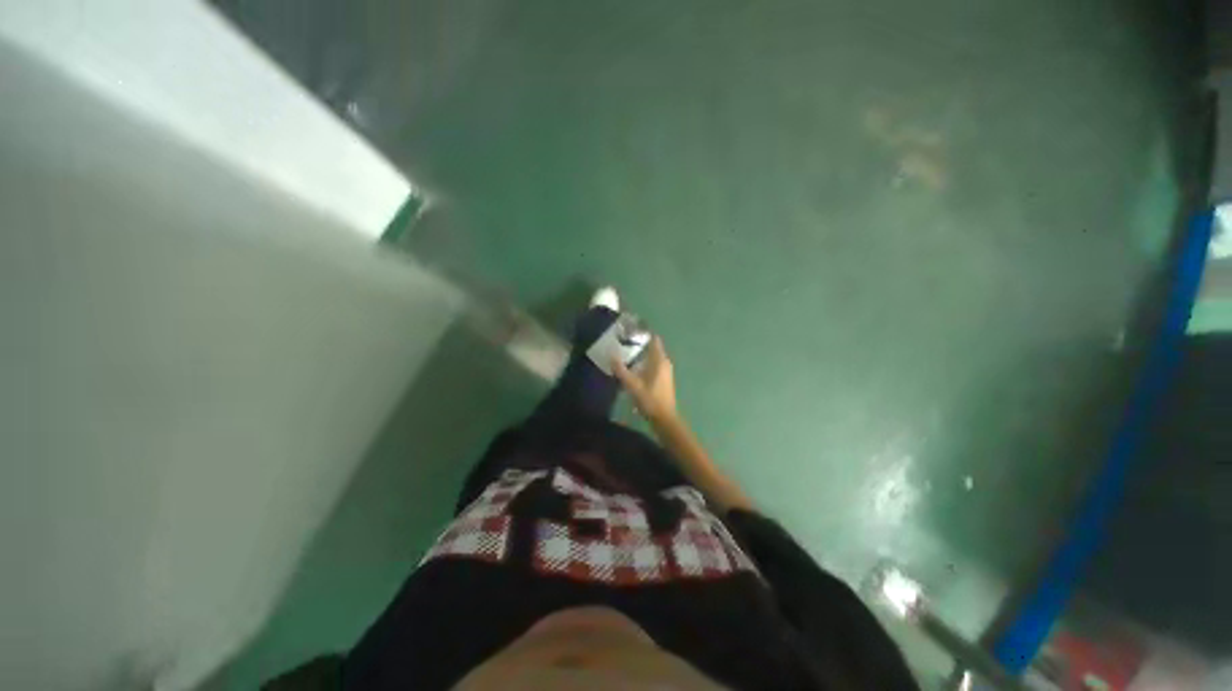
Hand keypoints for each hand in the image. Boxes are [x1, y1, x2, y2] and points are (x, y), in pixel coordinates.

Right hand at [611, 337, 677, 422]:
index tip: (631, 330)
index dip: (644, 333)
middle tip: (625, 341)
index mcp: (659, 360)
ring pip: (653, 357)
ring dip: (642, 354)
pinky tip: (634, 368)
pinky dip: (645, 362)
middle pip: (653, 348)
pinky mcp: (664, 379)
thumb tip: (611, 355)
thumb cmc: (649, 399)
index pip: (654, 340)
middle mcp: (665, 362)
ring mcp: (666, 371)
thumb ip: (621, 370)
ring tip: (626, 353)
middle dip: (640, 344)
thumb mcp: (632, 385)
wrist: (664, 418)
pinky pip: (654, 365)